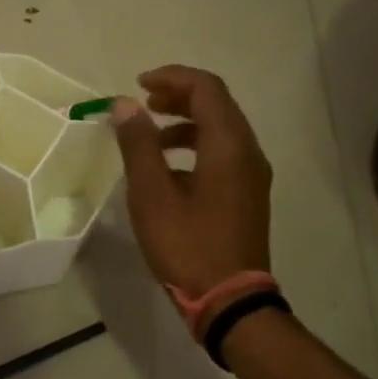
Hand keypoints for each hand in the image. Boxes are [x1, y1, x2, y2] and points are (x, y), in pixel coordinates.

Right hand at [111, 66, 272, 295]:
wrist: (229, 301)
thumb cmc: (187, 245)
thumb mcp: (152, 194)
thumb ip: (138, 145)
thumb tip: (125, 105)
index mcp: (228, 145)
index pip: (206, 88)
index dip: (172, 77)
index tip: (138, 85)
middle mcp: (248, 153)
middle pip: (217, 105)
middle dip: (179, 96)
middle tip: (143, 103)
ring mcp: (252, 175)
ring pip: (221, 130)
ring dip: (186, 122)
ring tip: (151, 134)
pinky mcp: (247, 195)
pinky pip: (223, 154)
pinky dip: (195, 146)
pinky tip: (168, 169)